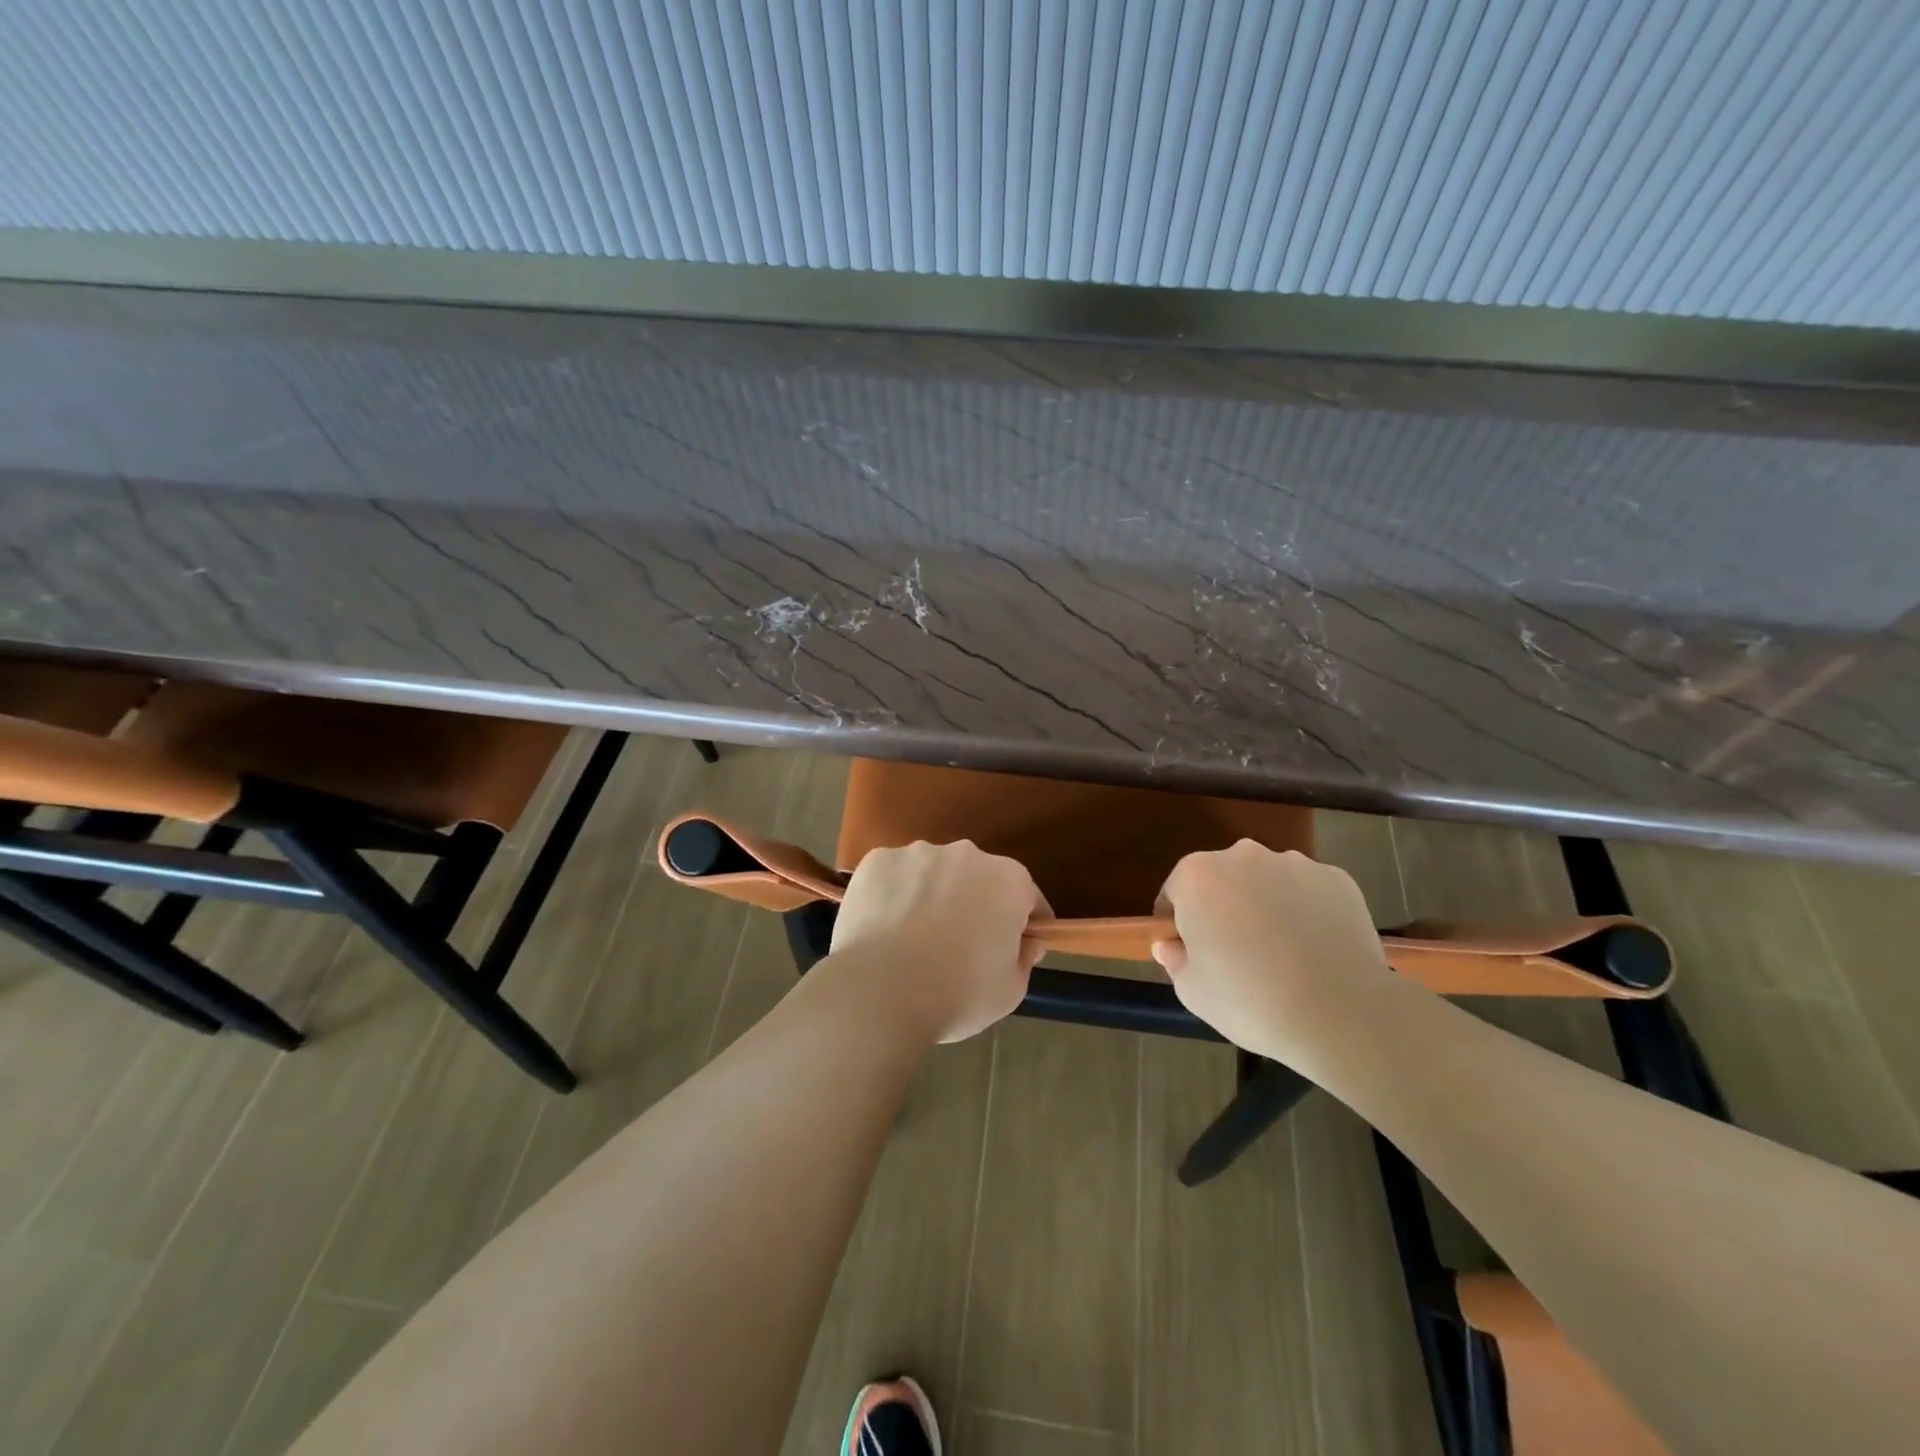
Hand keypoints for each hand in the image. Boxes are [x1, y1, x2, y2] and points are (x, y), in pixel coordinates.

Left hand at [828, 841, 1048, 1043]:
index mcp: (1007, 880)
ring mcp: (918, 853)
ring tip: (914, 938)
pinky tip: (884, 928)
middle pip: (978, 879)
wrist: (880, 992)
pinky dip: (894, 895)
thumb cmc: (956, 994)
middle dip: (975, 904)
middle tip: (960, 945)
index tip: (1017, 947)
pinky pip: (894, 876)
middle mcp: (966, 854)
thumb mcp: (1009, 991)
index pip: (1027, 897)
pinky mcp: (877, 860)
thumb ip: (1024, 959)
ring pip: (933, 873)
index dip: (1025, 924)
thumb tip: (1025, 942)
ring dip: (932, 895)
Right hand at [1152, 840, 1393, 1067]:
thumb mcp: (1193, 991)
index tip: (1189, 951)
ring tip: (1281, 953)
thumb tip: (1170, 944)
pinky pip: (1308, 891)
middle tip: (1235, 953)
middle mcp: (1243, 856)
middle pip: (1221, 880)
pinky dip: (1305, 911)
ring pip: (1267, 882)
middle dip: (1222, 908)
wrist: (1342, 1014)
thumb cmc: (1250, 1000)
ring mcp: (1294, 863)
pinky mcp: (1336, 878)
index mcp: (1198, 876)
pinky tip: (1314, 948)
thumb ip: (1174, 959)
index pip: (1175, 892)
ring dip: (1265, 905)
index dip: (1177, 923)